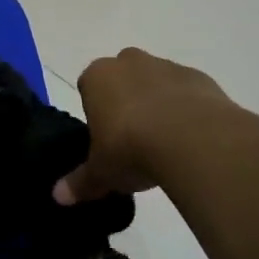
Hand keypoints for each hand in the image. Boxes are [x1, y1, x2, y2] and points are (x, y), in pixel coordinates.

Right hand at [55, 48, 231, 203]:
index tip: (105, 139)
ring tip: (166, 144)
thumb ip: (80, 182)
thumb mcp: (101, 173)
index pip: (89, 88)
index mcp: (97, 77)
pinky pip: (188, 93)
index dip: (97, 113)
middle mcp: (129, 62)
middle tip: (133, 140)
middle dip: (127, 102)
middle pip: (123, 78)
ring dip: (159, 105)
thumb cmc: (130, 148)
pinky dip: (188, 110)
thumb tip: (58, 196)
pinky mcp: (199, 77)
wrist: (192, 139)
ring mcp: (167, 66)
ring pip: (157, 82)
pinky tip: (192, 139)